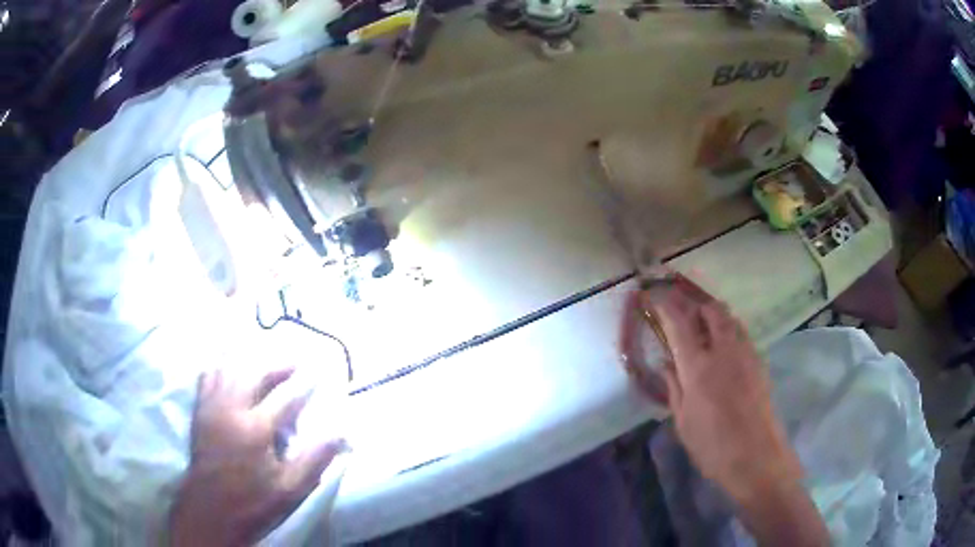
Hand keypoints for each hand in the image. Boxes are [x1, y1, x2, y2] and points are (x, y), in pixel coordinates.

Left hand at [169, 367, 346, 546]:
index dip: (304, 385)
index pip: (286, 398)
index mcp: (256, 428)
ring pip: (229, 369)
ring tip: (263, 361)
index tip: (318, 375)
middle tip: (294, 363)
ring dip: (249, 362)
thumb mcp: (290, 489)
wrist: (210, 510)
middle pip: (255, 375)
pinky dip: (221, 368)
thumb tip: (340, 434)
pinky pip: (208, 377)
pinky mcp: (199, 411)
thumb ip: (315, 459)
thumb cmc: (253, 502)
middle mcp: (232, 409)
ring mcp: (212, 407)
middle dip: (277, 366)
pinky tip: (228, 369)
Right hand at [642, 279, 802, 499]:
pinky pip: (741, 332)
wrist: (755, 456)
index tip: (656, 296)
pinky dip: (728, 327)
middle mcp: (723, 351)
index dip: (666, 305)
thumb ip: (674, 388)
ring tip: (702, 319)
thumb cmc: (712, 445)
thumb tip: (667, 363)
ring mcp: (745, 354)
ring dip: (713, 312)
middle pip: (711, 310)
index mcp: (698, 367)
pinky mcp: (759, 362)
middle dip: (695, 301)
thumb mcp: (683, 422)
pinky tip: (723, 343)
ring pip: (730, 318)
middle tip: (681, 305)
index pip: (679, 323)